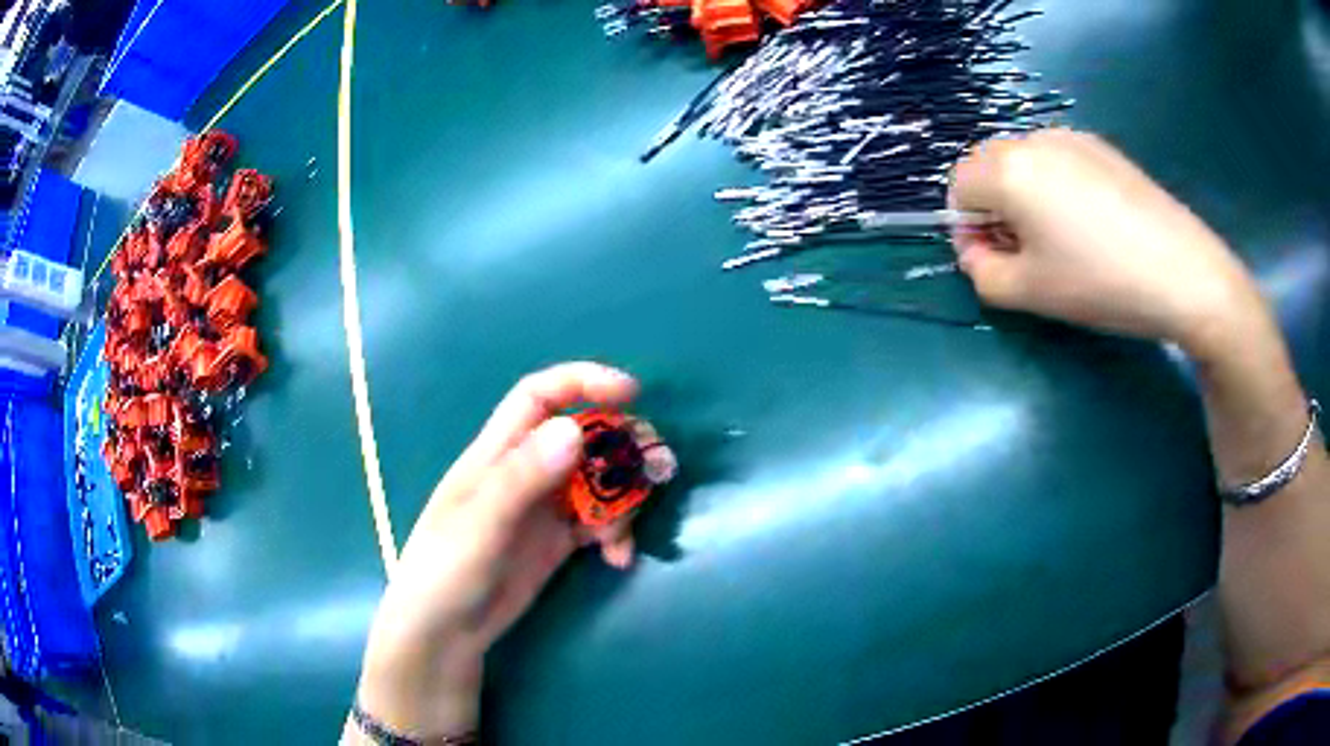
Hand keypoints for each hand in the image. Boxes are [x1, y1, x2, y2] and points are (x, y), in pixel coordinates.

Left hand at [355, 363, 639, 739]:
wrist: (445, 634)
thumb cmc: (446, 572)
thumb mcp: (479, 525)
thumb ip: (522, 478)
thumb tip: (574, 428)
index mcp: (497, 454)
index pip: (540, 397)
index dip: (583, 382)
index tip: (632, 393)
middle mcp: (525, 473)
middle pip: (582, 438)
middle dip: (621, 447)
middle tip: (656, 469)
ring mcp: (543, 510)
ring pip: (597, 481)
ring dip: (623, 499)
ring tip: (624, 536)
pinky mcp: (558, 543)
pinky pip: (599, 523)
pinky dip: (617, 534)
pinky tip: (618, 559)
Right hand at [948, 129, 1268, 356]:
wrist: (1183, 271)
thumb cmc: (1101, 282)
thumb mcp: (1029, 293)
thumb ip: (981, 272)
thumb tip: (976, 249)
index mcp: (1008, 169)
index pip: (958, 186)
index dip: (969, 226)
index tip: (999, 260)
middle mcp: (1034, 139)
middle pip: (990, 167)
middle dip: (997, 208)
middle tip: (1033, 254)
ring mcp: (1072, 138)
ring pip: (1026, 163)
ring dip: (1028, 198)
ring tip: (1068, 241)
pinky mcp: (1103, 148)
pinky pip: (1060, 161)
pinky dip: (1060, 188)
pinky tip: (1095, 224)